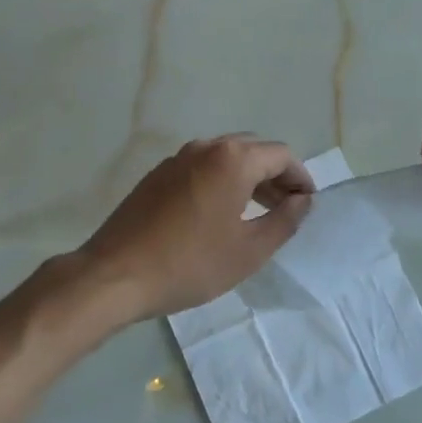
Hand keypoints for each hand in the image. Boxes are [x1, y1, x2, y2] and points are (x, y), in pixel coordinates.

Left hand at [77, 135, 314, 322]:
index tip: (307, 204)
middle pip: (253, 150)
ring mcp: (176, 159)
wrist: (115, 275)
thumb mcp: (249, 250)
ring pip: (225, 157)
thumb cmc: (190, 264)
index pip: (281, 154)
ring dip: (248, 178)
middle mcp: (205, 147)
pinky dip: (221, 181)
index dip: (300, 177)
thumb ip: (285, 221)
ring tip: (257, 213)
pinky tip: (219, 215)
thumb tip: (303, 200)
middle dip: (275, 175)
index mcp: (232, 159)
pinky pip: (201, 168)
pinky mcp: (157, 175)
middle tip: (285, 209)